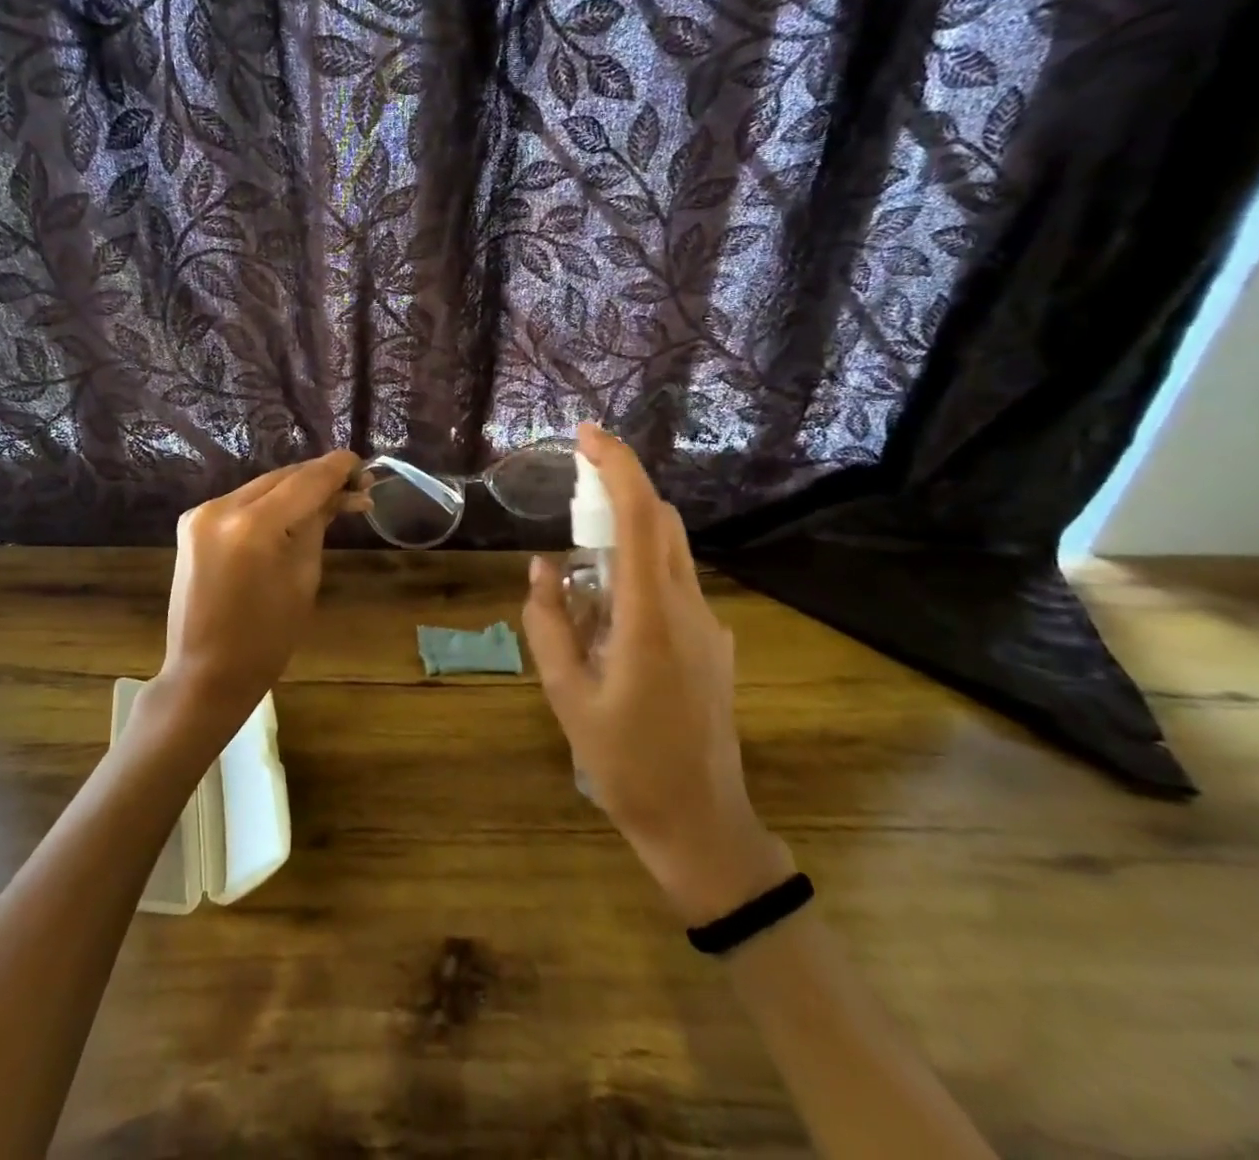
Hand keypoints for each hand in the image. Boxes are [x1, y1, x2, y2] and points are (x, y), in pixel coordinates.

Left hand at [148, 451, 366, 743]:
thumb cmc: (266, 638)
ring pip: (262, 487)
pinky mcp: (192, 524)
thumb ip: (317, 524)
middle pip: (282, 478)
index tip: (362, 462)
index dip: (337, 469)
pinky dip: (270, 504)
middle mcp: (221, 508)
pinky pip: (242, 503)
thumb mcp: (304, 577)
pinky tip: (293, 512)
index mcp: (253, 526)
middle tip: (355, 485)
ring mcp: (201, 514)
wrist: (206, 673)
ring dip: (295, 489)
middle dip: (318, 478)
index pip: (305, 481)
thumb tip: (340, 493)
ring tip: (330, 498)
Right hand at [521, 425, 793, 926]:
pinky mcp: (714, 643)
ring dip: (627, 533)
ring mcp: (709, 625)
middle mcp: (689, 608)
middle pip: (662, 522)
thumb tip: (544, 566)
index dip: (616, 466)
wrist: (701, 823)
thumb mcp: (567, 695)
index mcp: (651, 617)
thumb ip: (549, 623)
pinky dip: (638, 571)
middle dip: (620, 490)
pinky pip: (673, 584)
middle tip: (572, 493)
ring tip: (580, 565)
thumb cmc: (626, 763)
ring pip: (670, 551)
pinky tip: (607, 614)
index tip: (586, 435)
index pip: (641, 517)